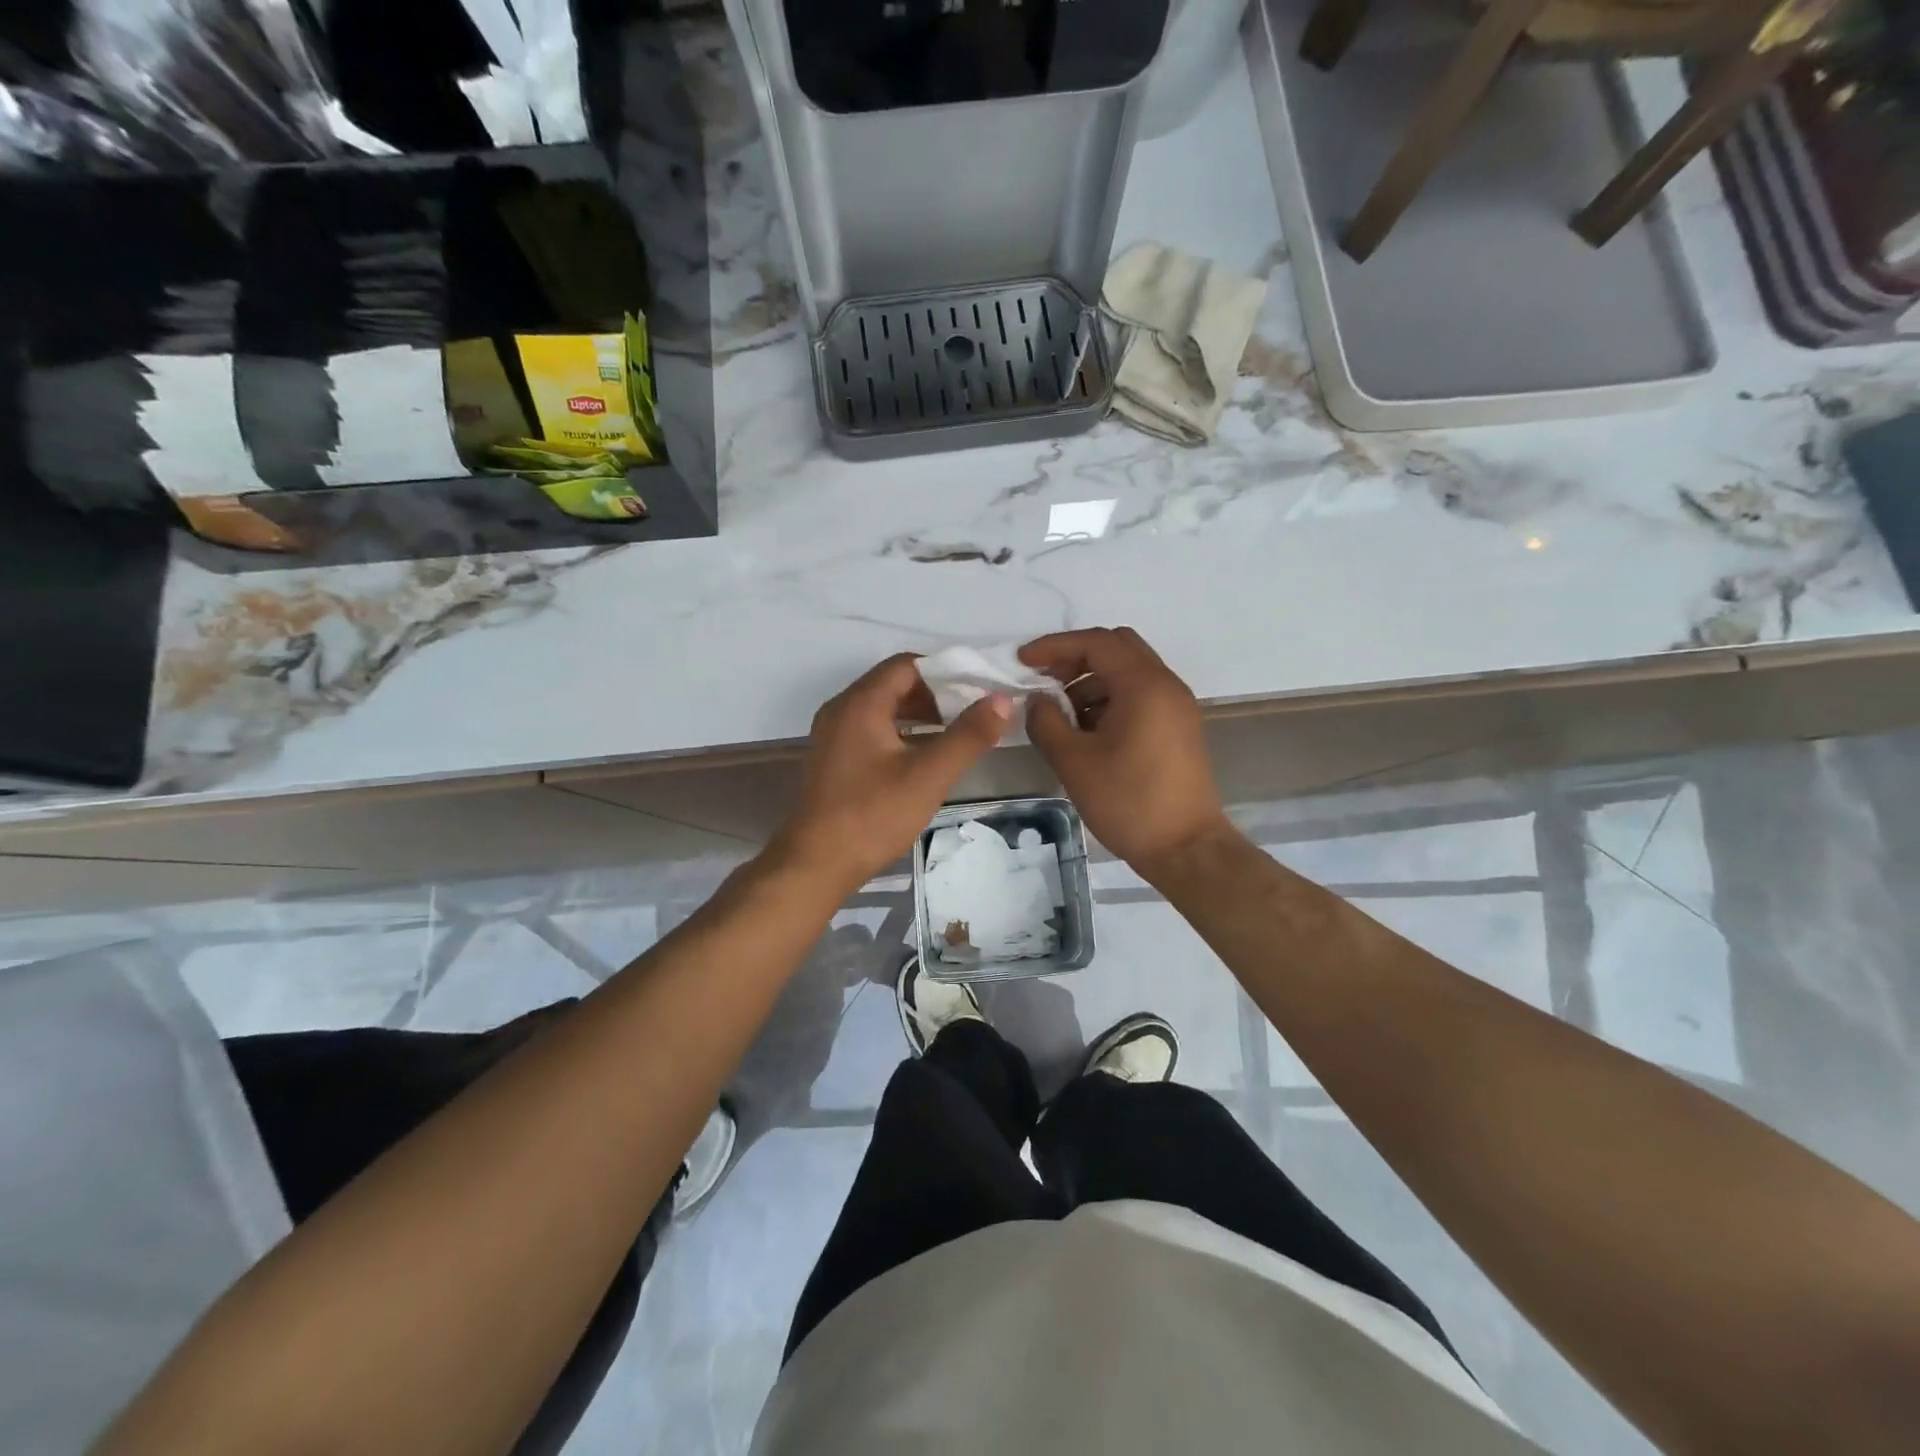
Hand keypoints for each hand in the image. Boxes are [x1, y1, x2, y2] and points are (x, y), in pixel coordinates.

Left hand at [771, 654, 1012, 893]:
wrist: (816, 864)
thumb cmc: (873, 815)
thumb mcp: (929, 775)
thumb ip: (968, 735)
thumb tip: (1001, 700)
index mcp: (860, 703)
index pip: (907, 665)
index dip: (946, 670)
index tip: (979, 686)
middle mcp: (841, 710)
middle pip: (894, 684)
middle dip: (936, 694)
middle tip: (973, 711)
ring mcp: (833, 736)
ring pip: (883, 709)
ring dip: (920, 715)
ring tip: (957, 733)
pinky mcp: (833, 760)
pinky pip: (871, 731)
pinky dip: (901, 734)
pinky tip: (925, 757)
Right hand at [1020, 628, 1231, 876]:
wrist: (1185, 849)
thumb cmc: (1128, 802)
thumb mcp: (1073, 762)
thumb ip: (1046, 722)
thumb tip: (1038, 700)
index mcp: (1144, 685)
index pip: (1096, 643)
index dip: (1055, 647)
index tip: (1022, 663)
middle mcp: (1166, 685)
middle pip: (1117, 647)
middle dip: (1075, 658)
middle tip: (1045, 682)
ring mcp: (1176, 706)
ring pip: (1129, 671)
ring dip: (1091, 681)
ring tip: (1061, 715)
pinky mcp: (1178, 727)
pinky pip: (1140, 695)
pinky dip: (1110, 699)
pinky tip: (1087, 731)